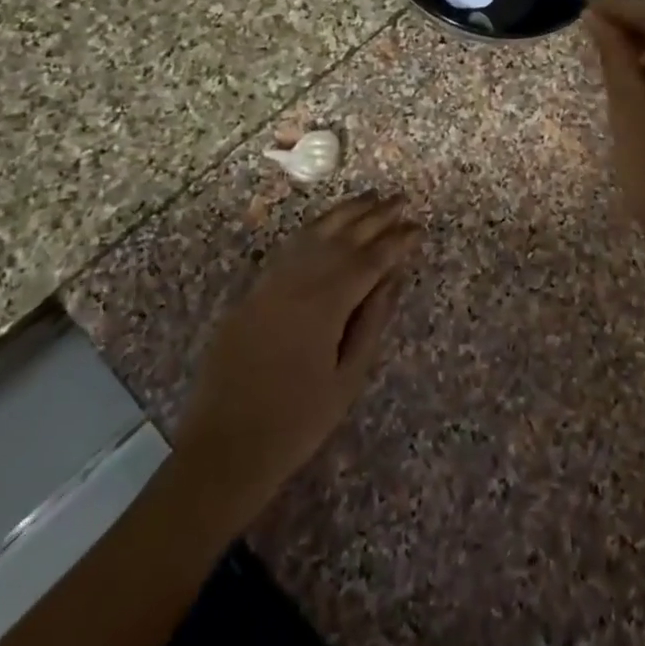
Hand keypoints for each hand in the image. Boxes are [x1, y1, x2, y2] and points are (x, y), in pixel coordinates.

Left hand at [171, 193, 420, 525]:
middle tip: (401, 199)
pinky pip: (288, 248)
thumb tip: (393, 277)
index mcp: (325, 304)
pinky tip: (326, 224)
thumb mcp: (348, 377)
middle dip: (374, 216)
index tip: (419, 227)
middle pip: (342, 237)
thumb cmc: (297, 422)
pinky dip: (312, 229)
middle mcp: (297, 281)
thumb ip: (371, 320)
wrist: (225, 447)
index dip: (397, 242)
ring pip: (312, 234)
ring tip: (369, 198)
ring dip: (344, 213)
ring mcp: (270, 283)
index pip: (369, 260)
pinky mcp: (252, 292)